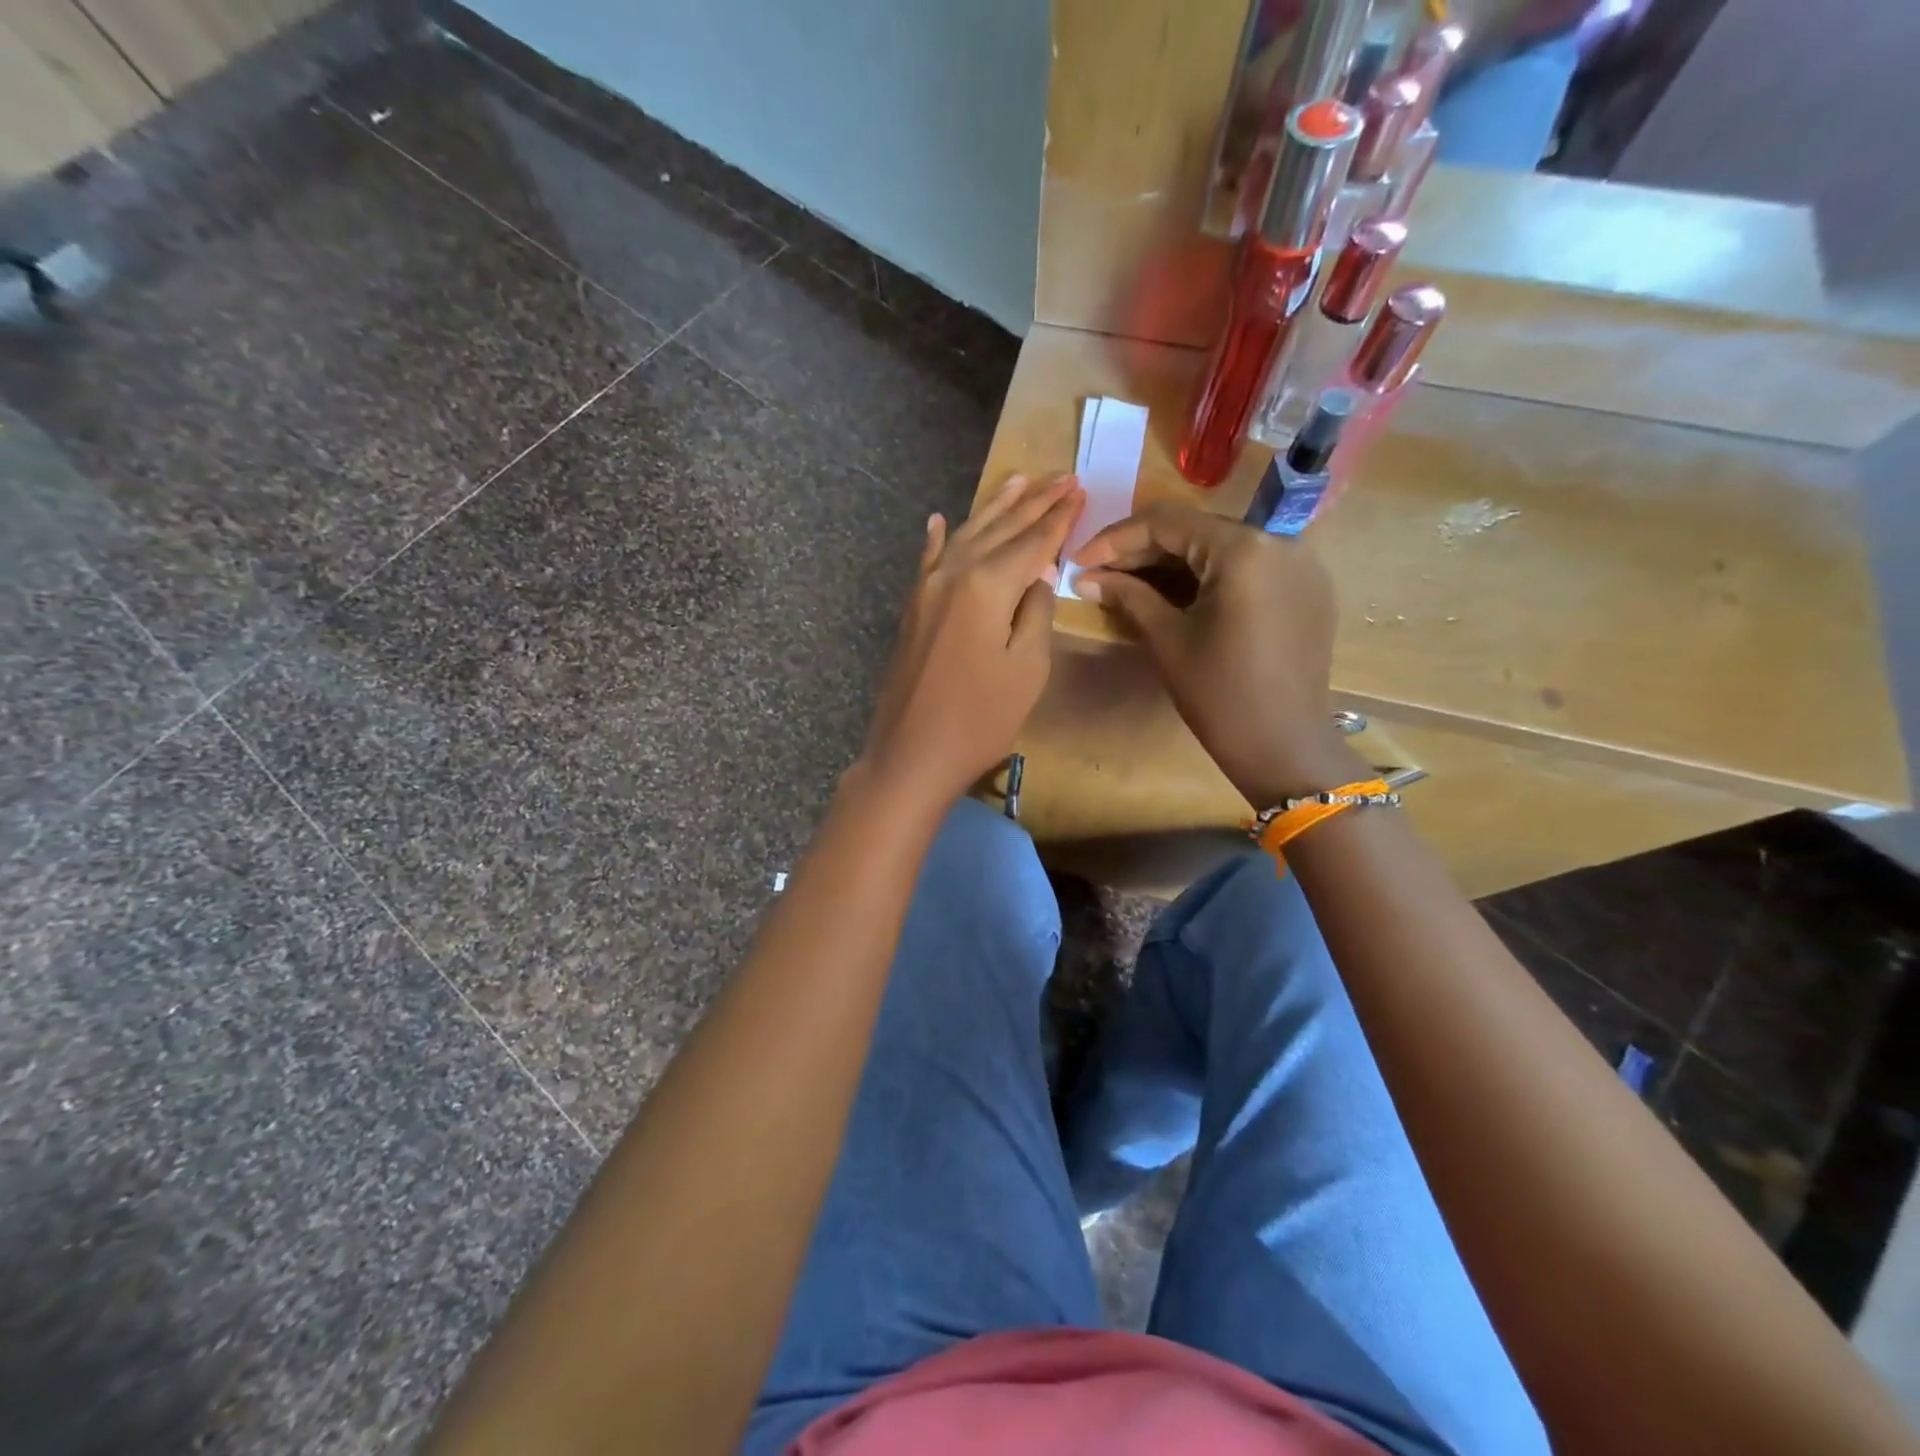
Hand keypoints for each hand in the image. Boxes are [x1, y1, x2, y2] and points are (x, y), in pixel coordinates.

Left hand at [859, 473, 1084, 814]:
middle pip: (1000, 530)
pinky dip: (938, 539)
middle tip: (1062, 475)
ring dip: (995, 509)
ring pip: (967, 536)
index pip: (1032, 541)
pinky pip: (929, 561)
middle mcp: (953, 574)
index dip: (1059, 517)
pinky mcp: (913, 609)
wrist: (911, 754)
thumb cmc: (980, 719)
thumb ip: (1035, 612)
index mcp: (987, 584)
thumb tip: (1037, 575)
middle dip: (1034, 502)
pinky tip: (940, 519)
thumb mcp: (1027, 669)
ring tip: (1020, 480)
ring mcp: (927, 589)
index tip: (1080, 489)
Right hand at [1073, 503, 1360, 807]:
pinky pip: (1247, 568)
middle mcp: (1280, 542)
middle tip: (1098, 572)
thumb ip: (1128, 596)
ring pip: (1220, 548)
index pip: (1168, 523)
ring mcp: (1299, 565)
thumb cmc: (1220, 695)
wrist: (1284, 746)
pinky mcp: (1306, 589)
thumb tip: (1085, 577)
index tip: (1079, 559)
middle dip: (1143, 550)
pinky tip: (1173, 594)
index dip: (1116, 539)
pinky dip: (1207, 576)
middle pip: (1197, 531)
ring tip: (1127, 583)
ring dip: (1172, 563)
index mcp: (1244, 550)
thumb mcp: (1168, 640)